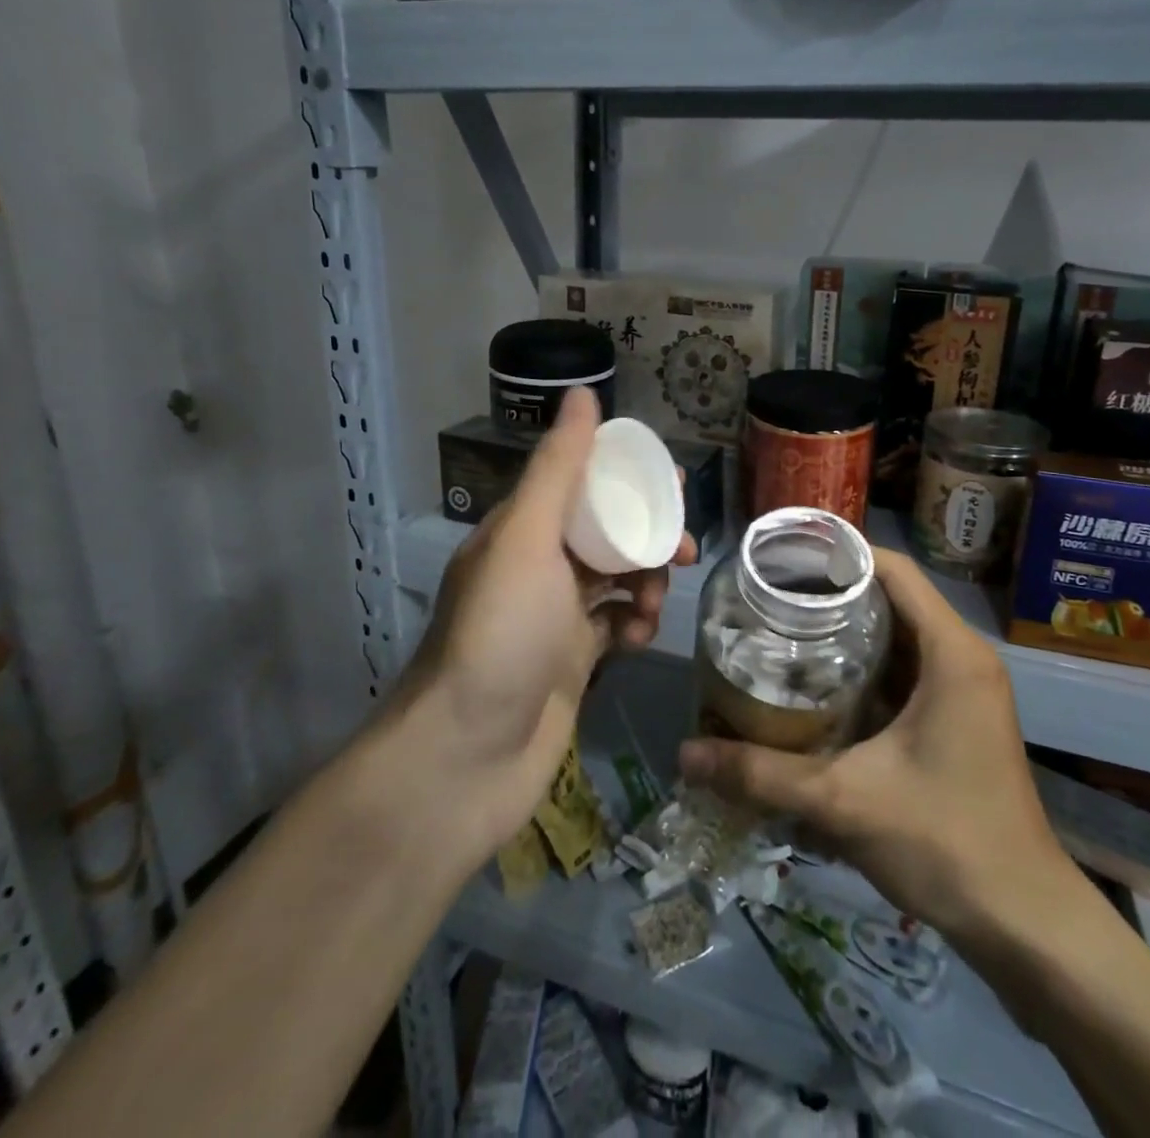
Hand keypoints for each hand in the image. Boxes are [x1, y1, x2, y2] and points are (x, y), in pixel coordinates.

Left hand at [395, 389, 694, 863]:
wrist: (467, 758)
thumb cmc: (501, 635)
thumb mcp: (529, 540)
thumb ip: (559, 469)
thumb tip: (582, 392)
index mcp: (521, 530)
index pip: (583, 483)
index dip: (629, 480)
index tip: (672, 490)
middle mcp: (536, 567)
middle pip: (607, 532)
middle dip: (647, 538)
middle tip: (682, 553)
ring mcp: (553, 617)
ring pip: (616, 579)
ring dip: (644, 584)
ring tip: (651, 606)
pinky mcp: (571, 662)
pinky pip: (615, 625)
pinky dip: (633, 625)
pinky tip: (638, 639)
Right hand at [678, 548, 1081, 949]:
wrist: (1023, 922)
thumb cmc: (946, 842)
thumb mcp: (845, 800)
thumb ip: (762, 774)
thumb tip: (685, 754)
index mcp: (951, 652)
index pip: (892, 569)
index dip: (837, 554)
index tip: (781, 558)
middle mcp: (962, 658)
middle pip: (891, 597)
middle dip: (830, 593)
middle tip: (766, 596)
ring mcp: (963, 689)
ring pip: (897, 636)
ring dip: (845, 631)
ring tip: (780, 629)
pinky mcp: (956, 718)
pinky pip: (904, 670)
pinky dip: (862, 667)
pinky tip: (816, 683)